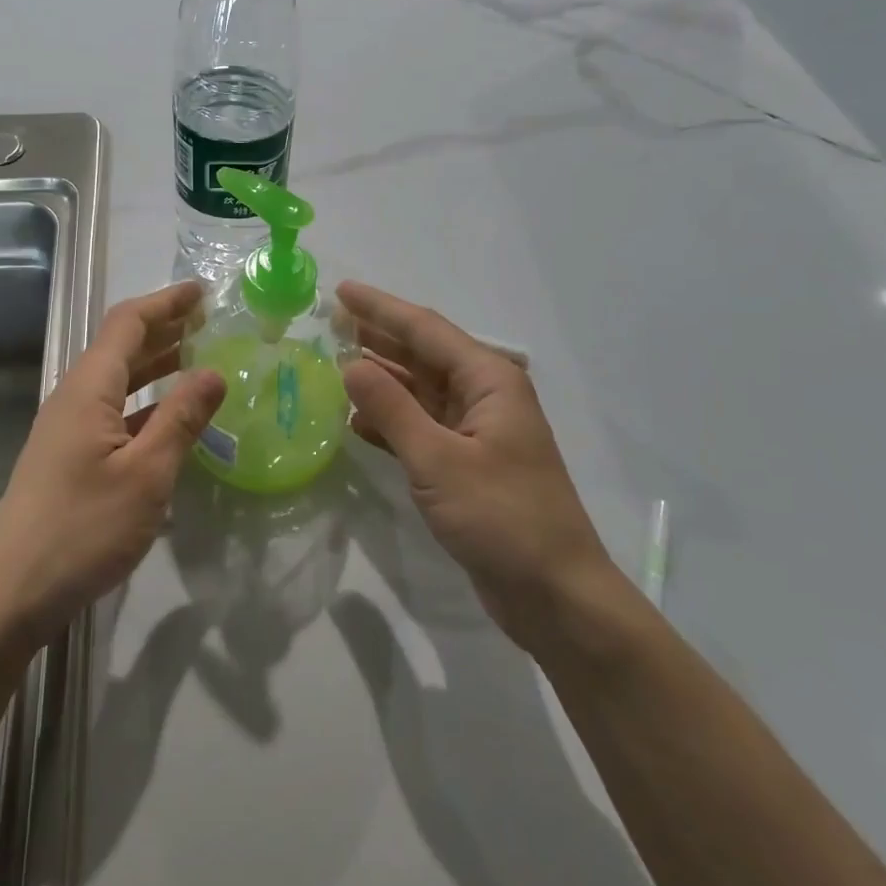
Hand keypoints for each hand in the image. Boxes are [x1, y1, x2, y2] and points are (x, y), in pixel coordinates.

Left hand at [0, 282, 224, 644]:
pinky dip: (145, 404)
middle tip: (208, 321)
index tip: (203, 292)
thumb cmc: (83, 528)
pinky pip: (113, 413)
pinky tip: (171, 420)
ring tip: (197, 359)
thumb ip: (181, 418)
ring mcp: (68, 429)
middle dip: (163, 328)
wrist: (13, 591)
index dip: (165, 303)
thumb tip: (214, 372)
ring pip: (117, 382)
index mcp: (88, 389)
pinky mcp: (70, 458)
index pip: (127, 324)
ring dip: (155, 365)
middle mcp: (74, 398)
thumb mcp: (146, 473)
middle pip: (120, 347)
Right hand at [337, 281, 614, 640]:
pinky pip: (421, 426)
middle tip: (331, 320)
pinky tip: (357, 419)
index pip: (425, 329)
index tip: (341, 291)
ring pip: (420, 390)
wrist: (554, 594)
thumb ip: (392, 409)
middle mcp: (485, 396)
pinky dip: (390, 419)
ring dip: (381, 376)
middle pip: (424, 353)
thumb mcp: (438, 460)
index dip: (380, 308)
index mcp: (489, 381)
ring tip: (336, 359)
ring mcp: (476, 431)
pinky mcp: (467, 463)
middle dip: (379, 335)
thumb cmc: (501, 518)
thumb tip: (350, 363)